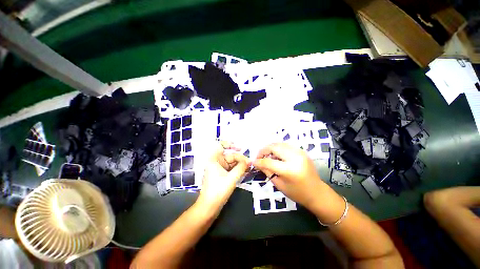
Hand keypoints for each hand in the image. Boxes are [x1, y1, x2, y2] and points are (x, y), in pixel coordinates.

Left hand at [197, 141, 249, 211]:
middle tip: (249, 163)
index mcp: (214, 160)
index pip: (221, 146)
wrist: (209, 207)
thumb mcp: (232, 178)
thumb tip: (249, 160)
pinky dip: (237, 169)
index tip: (239, 148)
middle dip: (239, 158)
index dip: (230, 144)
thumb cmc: (218, 190)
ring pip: (231, 163)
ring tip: (249, 167)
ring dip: (240, 164)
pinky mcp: (221, 175)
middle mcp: (216, 162)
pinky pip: (230, 169)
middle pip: (229, 156)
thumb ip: (241, 167)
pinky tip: (245, 171)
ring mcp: (219, 169)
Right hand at [252, 143, 327, 209]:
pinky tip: (275, 155)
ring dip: (270, 148)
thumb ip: (267, 171)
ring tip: (266, 156)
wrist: (317, 192)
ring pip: (279, 144)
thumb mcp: (279, 185)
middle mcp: (295, 157)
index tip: (253, 161)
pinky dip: (278, 148)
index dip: (259, 161)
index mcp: (290, 170)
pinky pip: (285, 145)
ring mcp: (300, 152)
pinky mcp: (301, 151)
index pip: (269, 162)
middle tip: (259, 157)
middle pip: (274, 147)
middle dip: (263, 150)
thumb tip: (257, 163)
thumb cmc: (297, 193)